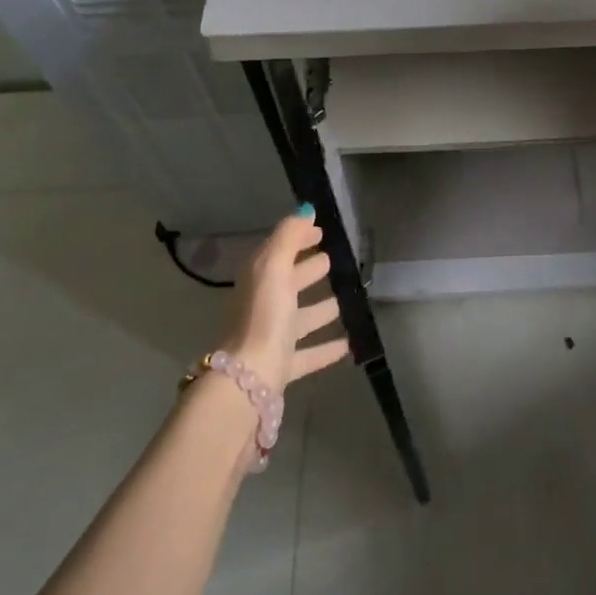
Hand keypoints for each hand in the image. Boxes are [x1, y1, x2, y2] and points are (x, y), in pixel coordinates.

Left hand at [219, 208, 349, 393]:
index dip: (298, 238)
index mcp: (259, 279)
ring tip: (344, 300)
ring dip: (320, 308)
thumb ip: (289, 236)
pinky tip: (348, 343)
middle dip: (308, 269)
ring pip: (299, 318)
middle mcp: (262, 306)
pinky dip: (326, 347)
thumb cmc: (264, 316)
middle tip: (333, 260)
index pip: (279, 250)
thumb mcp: (274, 267)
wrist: (247, 383)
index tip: (321, 231)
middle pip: (288, 283)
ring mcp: (271, 338)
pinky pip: (308, 353)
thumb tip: (305, 210)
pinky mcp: (282, 368)